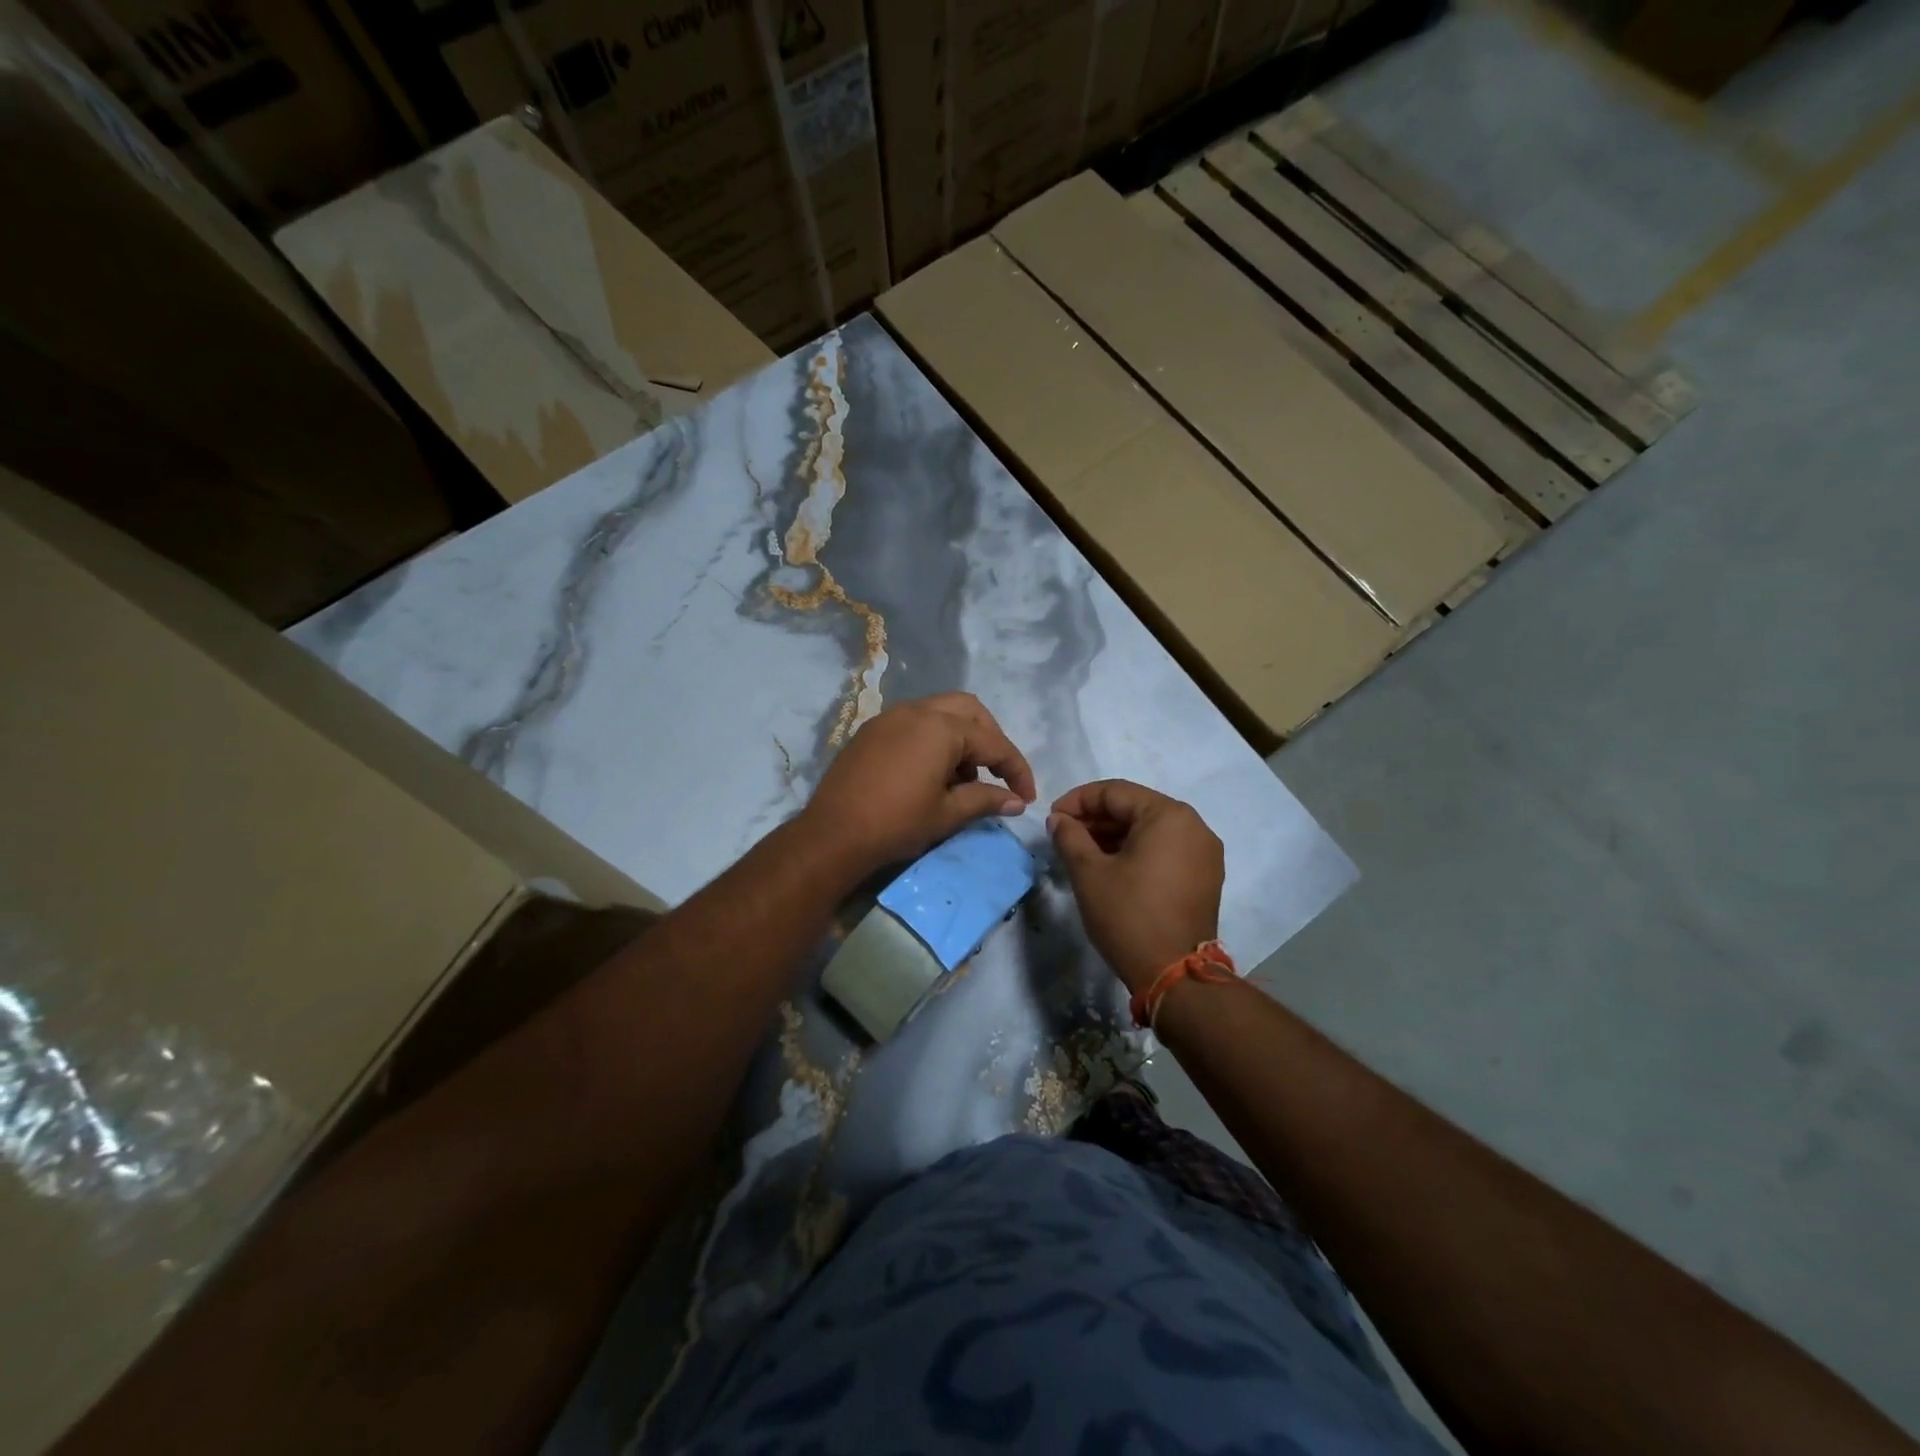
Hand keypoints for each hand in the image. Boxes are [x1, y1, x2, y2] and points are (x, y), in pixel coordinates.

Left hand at [801, 693, 1036, 876]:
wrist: (832, 834)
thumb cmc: (897, 823)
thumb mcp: (947, 814)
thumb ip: (986, 800)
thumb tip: (1016, 801)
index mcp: (941, 727)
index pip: (994, 743)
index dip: (1016, 770)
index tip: (1026, 797)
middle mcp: (917, 711)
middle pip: (968, 711)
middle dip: (990, 739)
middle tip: (996, 773)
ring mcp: (890, 717)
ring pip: (939, 713)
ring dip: (960, 739)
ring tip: (963, 780)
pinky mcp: (871, 731)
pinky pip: (914, 724)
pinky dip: (933, 741)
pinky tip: (932, 775)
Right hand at [1049, 780, 1223, 991]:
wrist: (1175, 975)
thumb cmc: (1129, 916)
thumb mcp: (1089, 873)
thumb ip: (1069, 836)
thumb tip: (1059, 819)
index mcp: (1168, 815)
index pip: (1115, 792)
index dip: (1078, 801)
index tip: (1051, 818)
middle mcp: (1194, 826)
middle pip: (1135, 808)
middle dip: (1096, 818)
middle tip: (1064, 834)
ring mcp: (1204, 852)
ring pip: (1150, 829)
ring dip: (1114, 835)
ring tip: (1081, 851)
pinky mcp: (1205, 876)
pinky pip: (1165, 849)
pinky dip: (1136, 850)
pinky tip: (1110, 866)